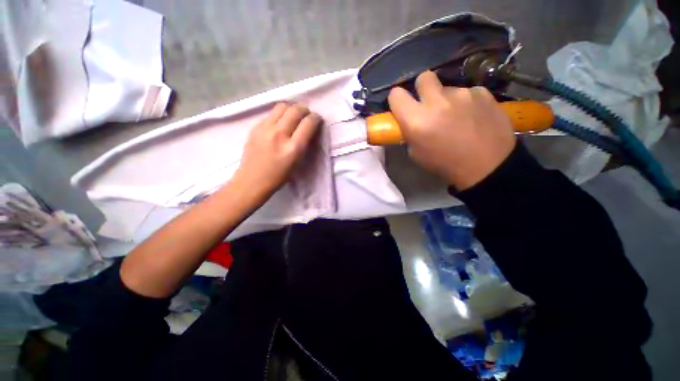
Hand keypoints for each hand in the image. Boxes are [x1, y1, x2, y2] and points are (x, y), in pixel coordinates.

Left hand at [231, 102, 320, 201]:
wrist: (252, 180)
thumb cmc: (279, 176)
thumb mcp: (297, 162)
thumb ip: (303, 143)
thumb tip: (308, 128)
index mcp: (293, 148)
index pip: (308, 123)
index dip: (316, 118)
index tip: (317, 119)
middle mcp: (280, 134)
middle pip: (296, 110)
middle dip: (305, 110)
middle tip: (306, 115)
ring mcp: (265, 128)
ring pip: (282, 106)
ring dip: (292, 108)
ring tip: (293, 115)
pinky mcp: (255, 127)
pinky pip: (271, 113)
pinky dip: (279, 114)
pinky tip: (280, 123)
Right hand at [388, 71, 515, 190]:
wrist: (487, 166)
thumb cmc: (445, 164)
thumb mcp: (416, 153)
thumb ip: (410, 132)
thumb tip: (410, 121)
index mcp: (416, 119)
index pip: (396, 94)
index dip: (397, 99)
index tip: (403, 106)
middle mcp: (436, 101)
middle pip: (423, 78)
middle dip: (423, 89)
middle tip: (429, 104)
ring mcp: (462, 94)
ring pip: (448, 88)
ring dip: (447, 100)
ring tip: (457, 117)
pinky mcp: (482, 92)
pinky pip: (468, 92)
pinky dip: (467, 102)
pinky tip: (474, 117)